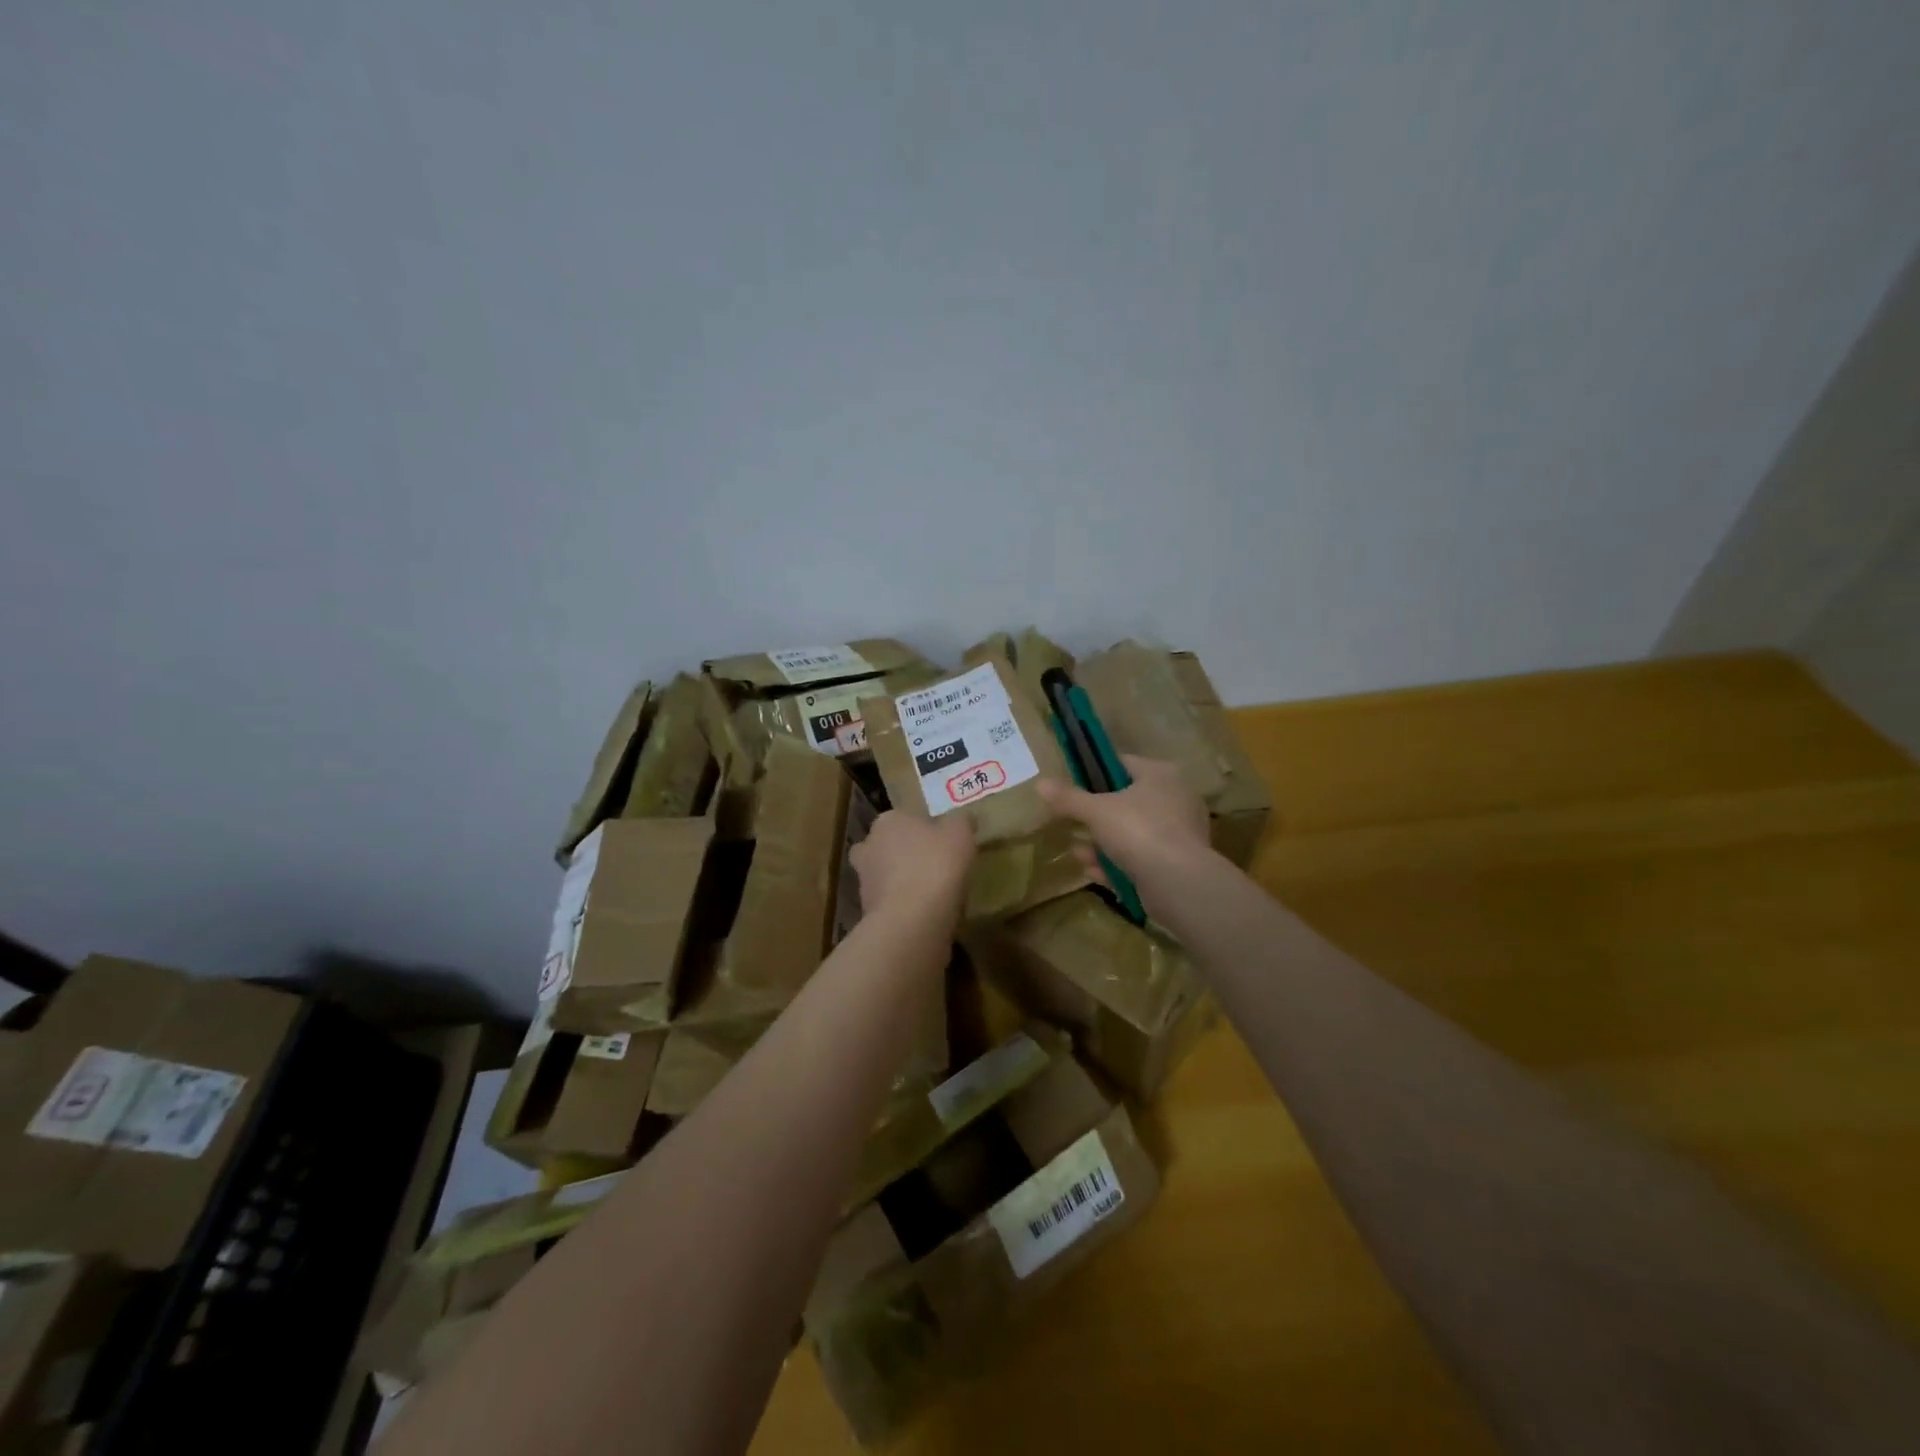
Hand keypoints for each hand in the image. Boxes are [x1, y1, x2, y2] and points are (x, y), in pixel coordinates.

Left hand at [849, 811, 975, 927]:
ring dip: (904, 883)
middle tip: (935, 866)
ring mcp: (865, 882)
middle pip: (890, 847)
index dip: (925, 830)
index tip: (944, 843)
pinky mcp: (868, 913)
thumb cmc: (935, 866)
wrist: (910, 922)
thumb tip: (962, 820)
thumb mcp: (960, 833)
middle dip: (907, 855)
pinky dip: (905, 908)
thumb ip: (961, 822)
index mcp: (888, 821)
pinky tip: (927, 915)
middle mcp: (868, 848)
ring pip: (887, 877)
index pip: (905, 818)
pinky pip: (892, 904)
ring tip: (934, 894)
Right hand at [1038, 756, 1212, 895]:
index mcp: (1161, 775)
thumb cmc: (1138, 831)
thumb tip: (1040, 783)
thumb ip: (1068, 798)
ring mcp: (1179, 834)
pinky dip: (1118, 865)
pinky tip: (1094, 873)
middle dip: (1096, 818)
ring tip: (1078, 853)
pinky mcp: (1178, 865)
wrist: (1178, 882)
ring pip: (1132, 834)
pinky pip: (1141, 859)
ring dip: (1102, 845)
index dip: (1095, 773)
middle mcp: (1176, 799)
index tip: (1074, 787)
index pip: (1123, 764)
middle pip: (1127, 802)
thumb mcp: (1096, 811)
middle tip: (1073, 824)